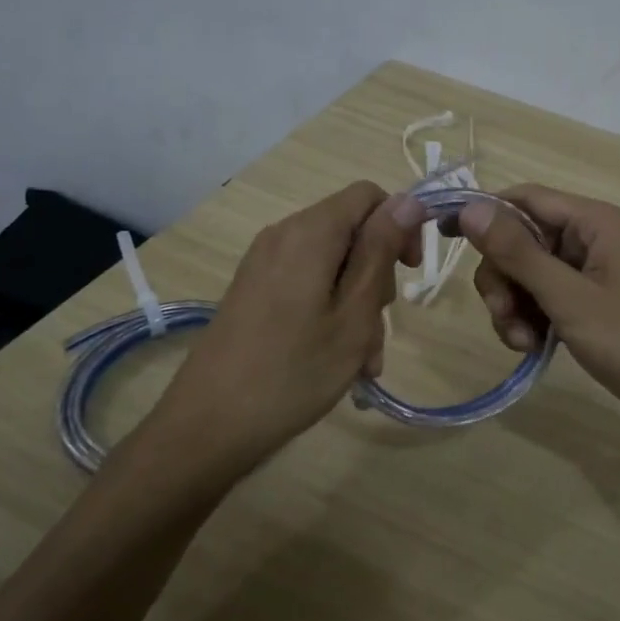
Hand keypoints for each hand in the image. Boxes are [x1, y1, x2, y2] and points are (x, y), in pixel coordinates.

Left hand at [137, 182, 423, 471]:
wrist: (209, 425)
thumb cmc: (294, 371)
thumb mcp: (355, 313)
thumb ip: (381, 250)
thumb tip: (409, 199)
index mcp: (310, 232)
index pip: (369, 196)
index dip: (399, 225)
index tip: (410, 272)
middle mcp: (284, 235)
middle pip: (351, 232)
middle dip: (377, 278)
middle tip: (378, 331)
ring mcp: (264, 264)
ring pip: (333, 266)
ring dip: (357, 306)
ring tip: (362, 362)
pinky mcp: (254, 291)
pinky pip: (307, 285)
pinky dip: (330, 313)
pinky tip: (336, 360)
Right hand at [454, 185, 619, 455]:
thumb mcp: (570, 298)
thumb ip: (518, 253)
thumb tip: (470, 207)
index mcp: (597, 223)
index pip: (526, 199)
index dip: (485, 214)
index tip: (443, 237)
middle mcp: (594, 240)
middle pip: (524, 240)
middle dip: (503, 278)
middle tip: (502, 316)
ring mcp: (594, 276)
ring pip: (530, 275)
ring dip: (515, 305)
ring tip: (523, 343)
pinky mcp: (594, 307)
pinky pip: (547, 300)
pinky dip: (532, 320)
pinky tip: (533, 348)